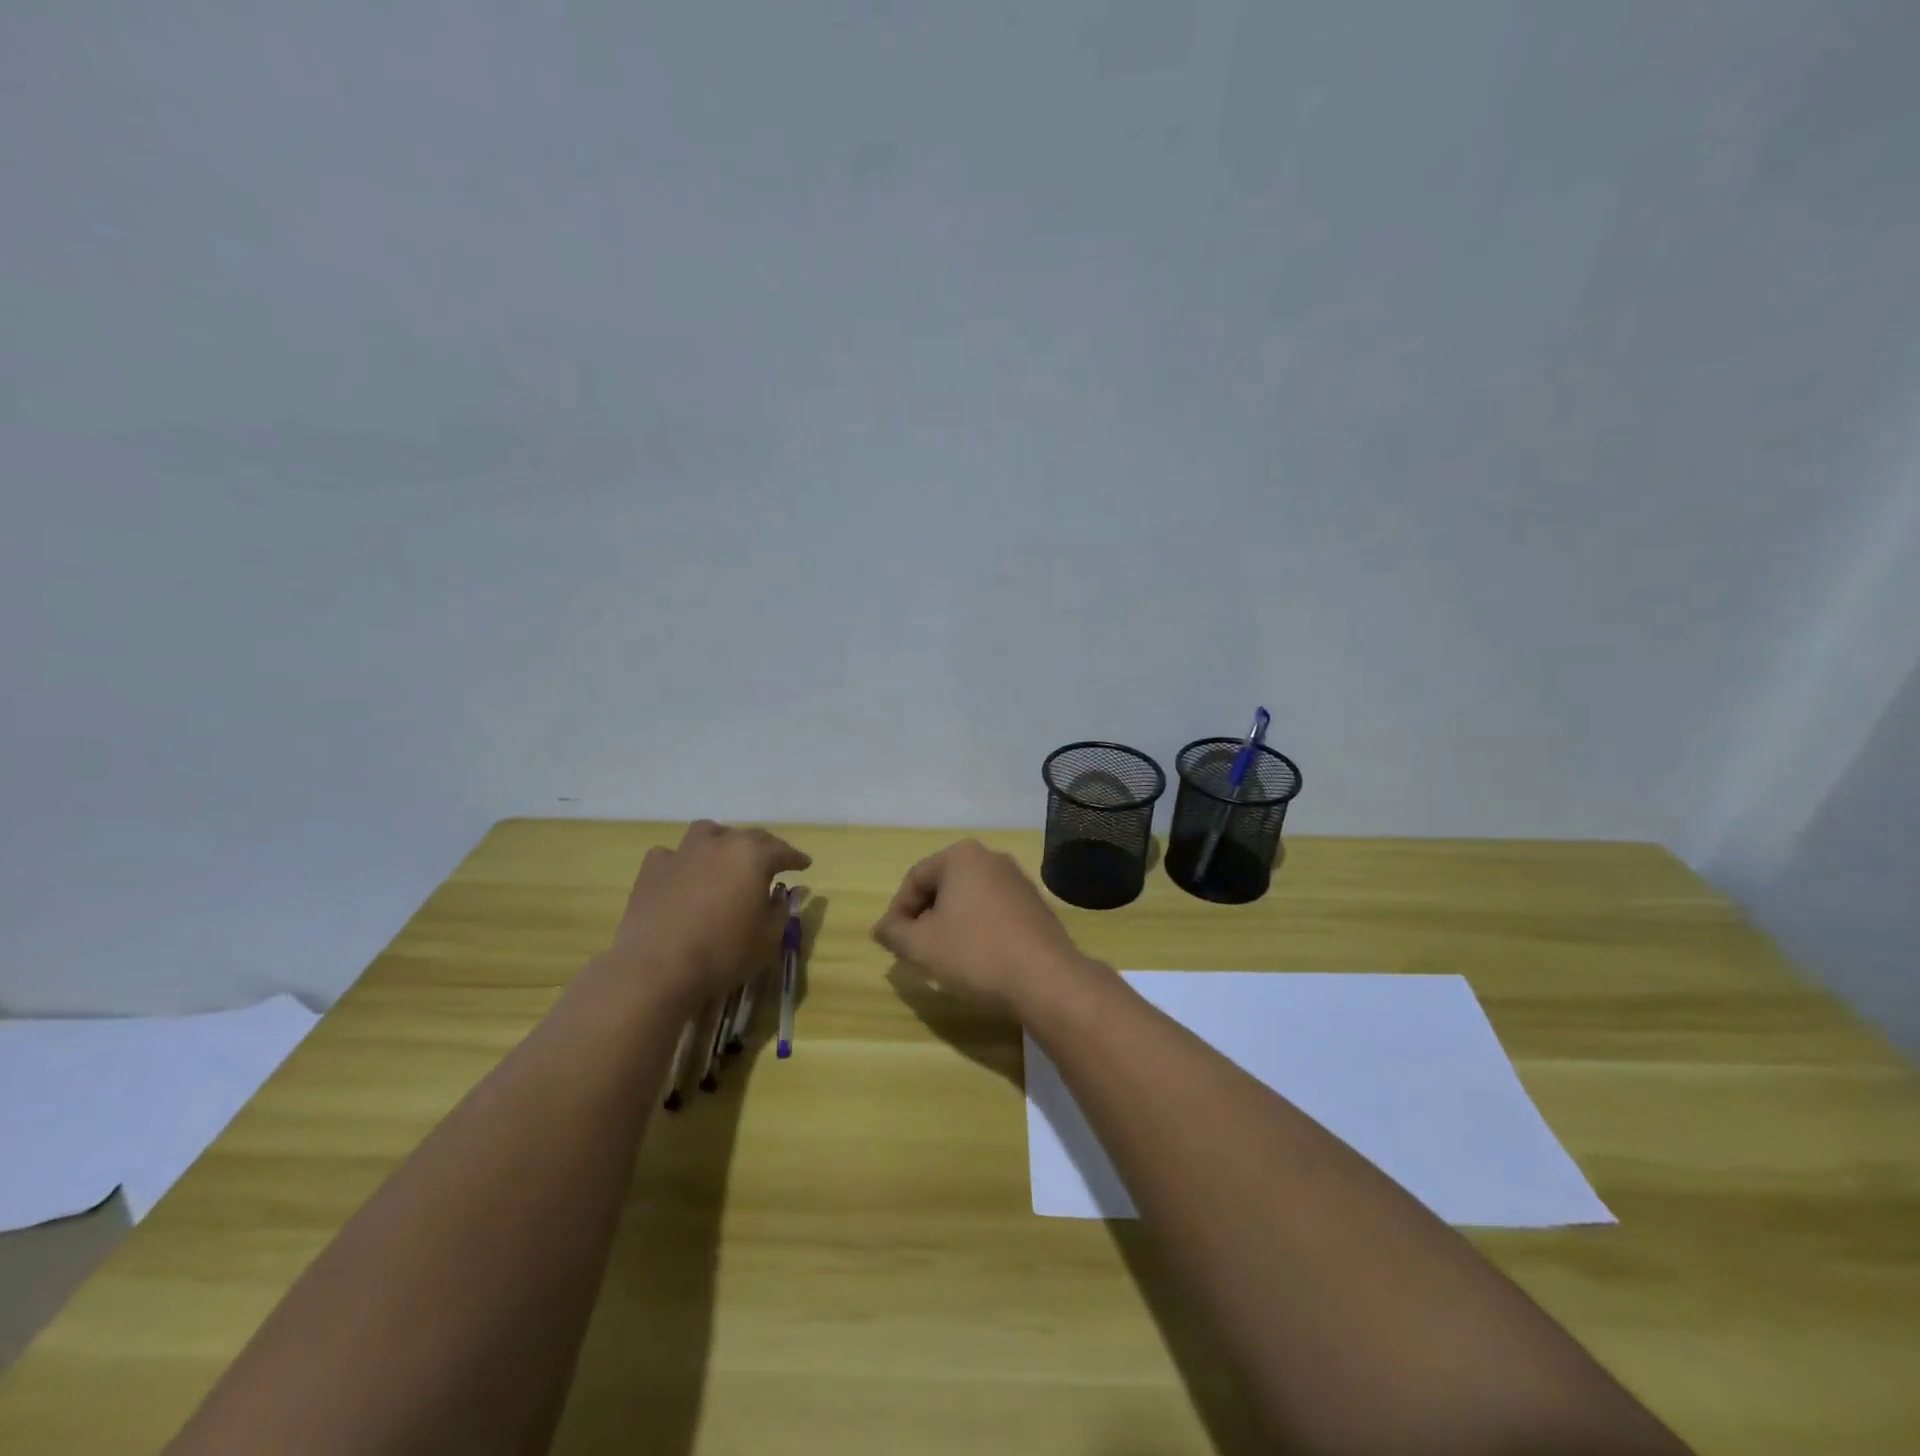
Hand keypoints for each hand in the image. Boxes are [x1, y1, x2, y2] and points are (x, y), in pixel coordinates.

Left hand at [608, 820, 810, 1005]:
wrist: (657, 967)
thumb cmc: (723, 952)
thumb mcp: (769, 938)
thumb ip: (779, 910)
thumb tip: (776, 894)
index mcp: (753, 856)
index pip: (783, 850)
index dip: (795, 858)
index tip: (804, 864)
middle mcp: (720, 844)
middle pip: (748, 836)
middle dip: (764, 848)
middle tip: (770, 862)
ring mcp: (682, 852)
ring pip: (707, 833)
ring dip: (721, 841)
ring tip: (724, 858)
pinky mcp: (652, 869)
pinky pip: (672, 855)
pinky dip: (682, 862)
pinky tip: (683, 876)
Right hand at [871, 839, 1088, 1015]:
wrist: (1046, 979)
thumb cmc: (975, 953)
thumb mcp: (921, 946)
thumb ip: (894, 933)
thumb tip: (881, 928)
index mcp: (962, 856)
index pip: (915, 879)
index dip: (897, 912)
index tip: (892, 943)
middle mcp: (991, 858)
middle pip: (943, 886)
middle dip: (924, 917)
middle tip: (915, 950)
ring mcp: (1018, 880)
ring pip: (969, 899)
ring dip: (950, 924)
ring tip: (944, 958)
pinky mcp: (1035, 904)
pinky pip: (993, 911)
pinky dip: (977, 929)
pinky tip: (977, 959)